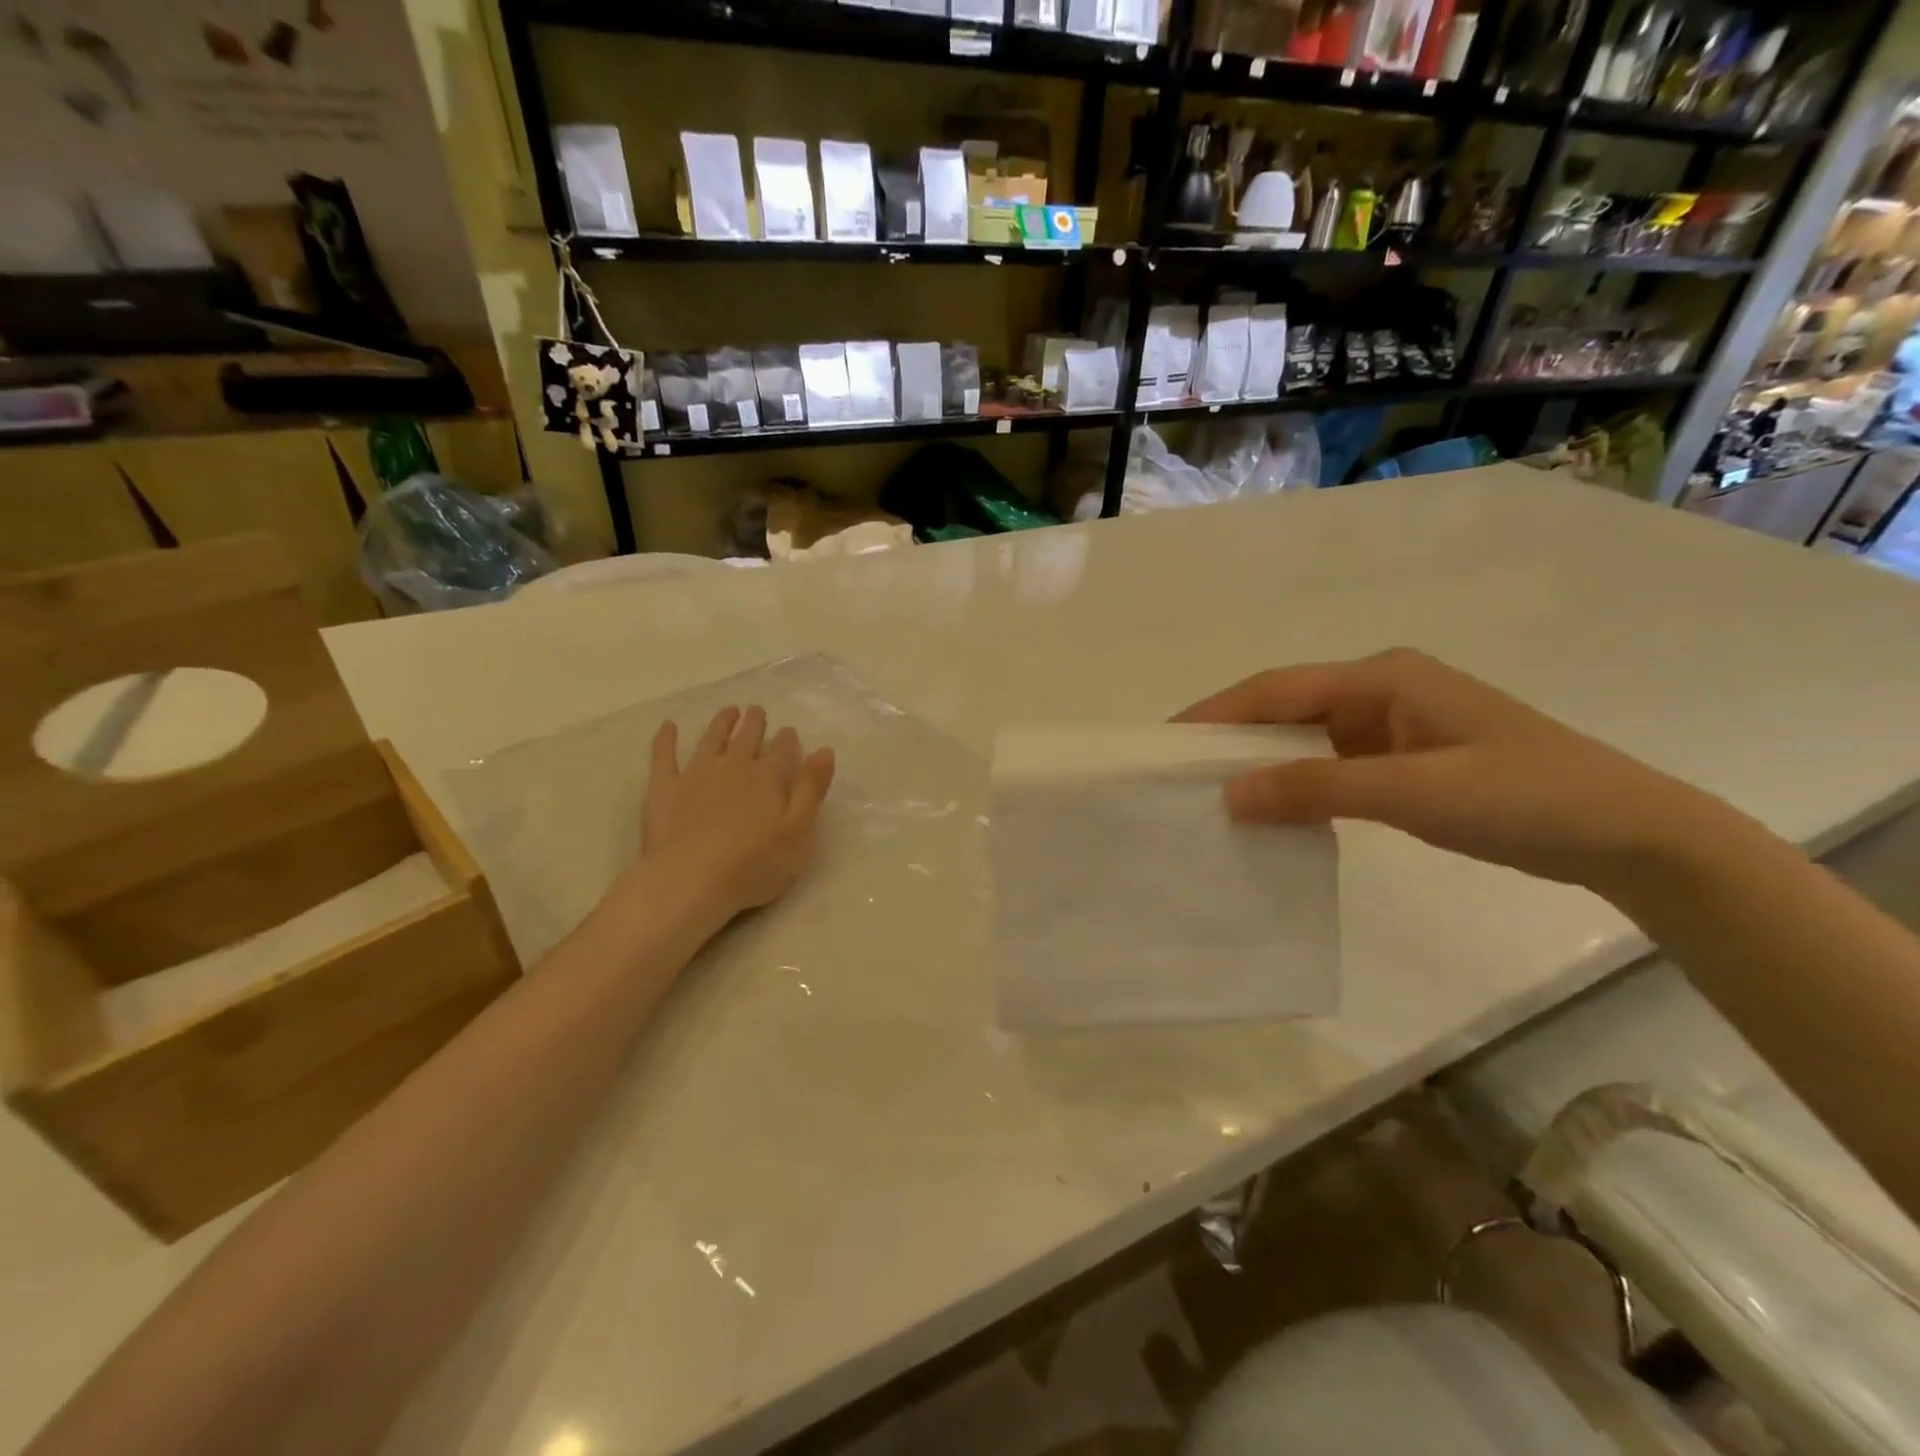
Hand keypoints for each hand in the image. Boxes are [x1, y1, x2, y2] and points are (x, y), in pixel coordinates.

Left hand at [636, 705, 835, 921]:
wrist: (690, 882)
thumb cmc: (754, 865)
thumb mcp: (799, 832)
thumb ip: (811, 790)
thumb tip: (824, 750)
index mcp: (768, 777)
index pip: (782, 750)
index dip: (787, 740)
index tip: (788, 731)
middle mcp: (733, 767)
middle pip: (747, 738)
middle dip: (754, 723)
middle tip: (757, 710)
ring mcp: (695, 774)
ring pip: (711, 740)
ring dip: (721, 723)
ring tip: (728, 711)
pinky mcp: (663, 789)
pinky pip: (664, 756)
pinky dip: (666, 739)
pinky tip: (668, 727)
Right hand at [1177, 649, 1728, 896]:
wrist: (1629, 835)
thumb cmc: (1525, 797)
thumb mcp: (1415, 792)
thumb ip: (1319, 789)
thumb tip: (1230, 794)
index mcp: (1381, 678)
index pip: (1277, 689)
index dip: (1218, 713)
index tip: (1167, 743)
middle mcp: (1379, 691)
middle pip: (1285, 709)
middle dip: (1233, 738)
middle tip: (1180, 774)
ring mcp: (1392, 726)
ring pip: (1305, 739)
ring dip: (1263, 764)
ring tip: (1213, 795)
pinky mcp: (1403, 760)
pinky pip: (1330, 767)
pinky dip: (1297, 785)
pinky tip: (1273, 810)